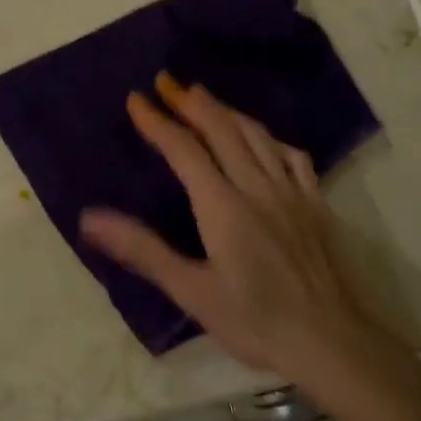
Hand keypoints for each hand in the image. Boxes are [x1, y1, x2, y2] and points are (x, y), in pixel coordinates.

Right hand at [79, 76, 388, 388]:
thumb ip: (143, 250)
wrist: (330, 340)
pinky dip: (269, 137)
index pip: (184, 150)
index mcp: (223, 206)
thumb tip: (90, 218)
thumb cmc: (255, 321)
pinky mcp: (316, 204)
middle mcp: (257, 187)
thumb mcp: (192, 292)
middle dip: (191, 102)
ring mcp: (291, 192)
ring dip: (227, 111)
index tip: (137, 99)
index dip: (158, 122)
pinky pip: (291, 155)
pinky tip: (263, 138)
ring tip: (204, 97)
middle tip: (167, 81)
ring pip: (257, 135)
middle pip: (222, 129)